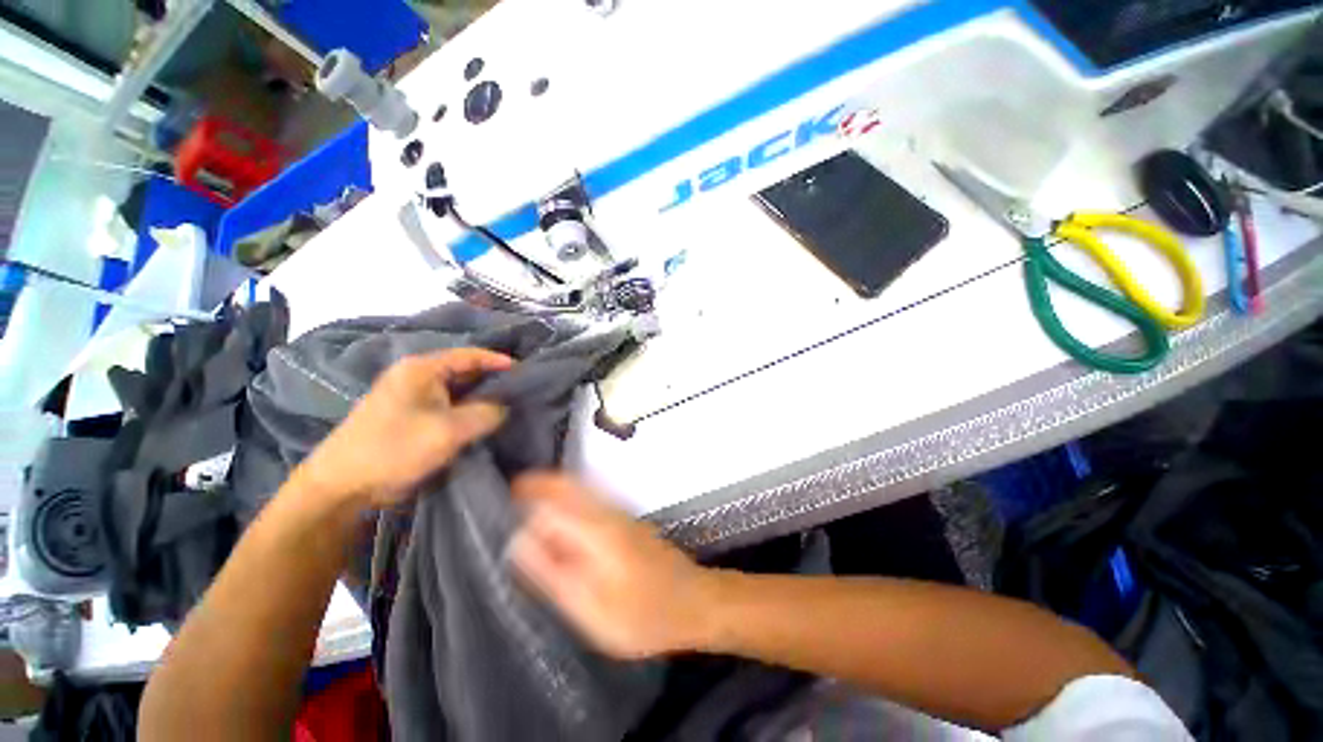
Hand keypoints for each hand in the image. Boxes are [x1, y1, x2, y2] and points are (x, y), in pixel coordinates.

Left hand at [297, 349, 512, 508]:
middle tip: (522, 391)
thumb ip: (485, 414)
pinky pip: (450, 407)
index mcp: (421, 369)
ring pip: (459, 391)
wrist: (343, 486)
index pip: (469, 355)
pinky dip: (469, 412)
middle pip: (466, 371)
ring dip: (482, 398)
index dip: (498, 361)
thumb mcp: (447, 431)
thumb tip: (504, 407)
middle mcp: (418, 377)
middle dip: (494, 381)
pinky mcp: (413, 417)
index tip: (525, 371)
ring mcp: (414, 398)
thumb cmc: (394, 449)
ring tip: (511, 406)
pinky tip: (486, 422)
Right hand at [510, 472, 718, 658]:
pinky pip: (590, 500)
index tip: (503, 496)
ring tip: (526, 509)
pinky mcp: (626, 521)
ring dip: (553, 492)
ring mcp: (621, 513)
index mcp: (596, 528)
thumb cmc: (643, 615)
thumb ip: (553, 573)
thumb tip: (519, 541)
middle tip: (511, 497)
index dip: (526, 494)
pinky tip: (559, 525)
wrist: (694, 601)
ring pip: (580, 489)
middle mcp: (608, 511)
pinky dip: (569, 502)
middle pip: (568, 484)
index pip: (552, 498)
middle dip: (539, 484)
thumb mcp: (590, 607)